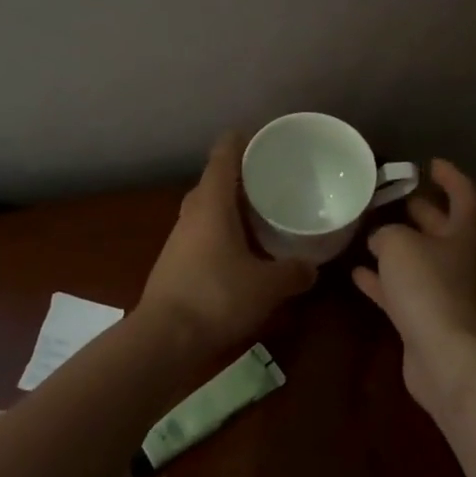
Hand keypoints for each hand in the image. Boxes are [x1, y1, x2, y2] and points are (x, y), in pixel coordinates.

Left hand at [139, 134, 315, 353]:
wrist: (163, 339)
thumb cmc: (216, 297)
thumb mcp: (267, 286)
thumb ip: (293, 273)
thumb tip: (312, 268)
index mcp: (212, 202)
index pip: (224, 154)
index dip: (242, 140)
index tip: (264, 137)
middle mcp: (192, 211)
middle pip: (216, 179)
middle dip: (243, 175)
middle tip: (274, 177)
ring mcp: (180, 236)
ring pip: (209, 207)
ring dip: (232, 205)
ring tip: (264, 211)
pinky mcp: (176, 259)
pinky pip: (203, 230)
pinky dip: (224, 229)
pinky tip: (243, 248)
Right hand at [353, 159, 475, 413]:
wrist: (443, 356)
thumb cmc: (428, 286)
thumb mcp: (400, 244)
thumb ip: (387, 233)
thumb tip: (381, 238)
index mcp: (463, 234)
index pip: (464, 196)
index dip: (451, 177)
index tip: (430, 163)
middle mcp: (457, 260)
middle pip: (442, 228)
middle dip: (421, 211)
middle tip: (394, 195)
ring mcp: (442, 292)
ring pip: (419, 259)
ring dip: (397, 246)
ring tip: (368, 230)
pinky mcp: (424, 318)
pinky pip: (400, 291)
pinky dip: (381, 281)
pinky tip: (356, 272)